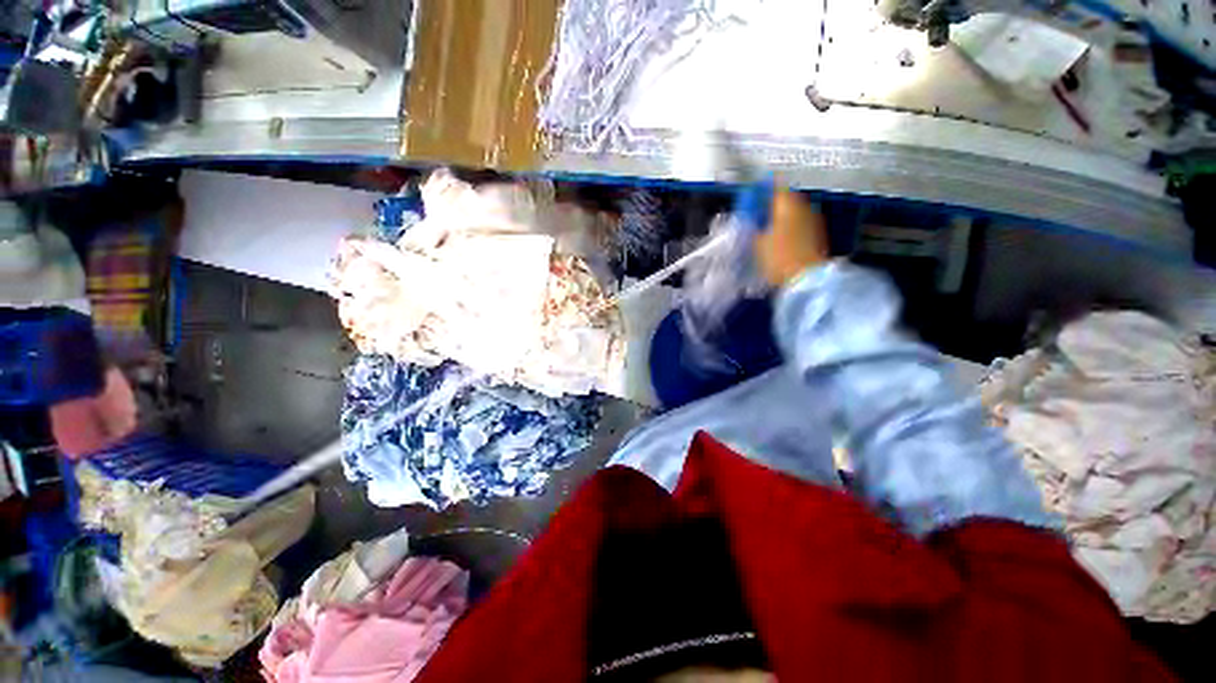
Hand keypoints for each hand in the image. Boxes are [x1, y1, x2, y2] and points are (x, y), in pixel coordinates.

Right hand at [754, 188, 829, 285]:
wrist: (808, 278)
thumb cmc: (779, 257)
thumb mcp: (758, 243)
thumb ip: (754, 227)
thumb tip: (753, 219)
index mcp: (788, 204)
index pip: (776, 187)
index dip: (764, 188)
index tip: (755, 192)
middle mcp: (804, 206)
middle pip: (788, 199)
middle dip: (774, 204)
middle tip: (760, 212)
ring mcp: (815, 220)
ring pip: (796, 212)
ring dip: (784, 216)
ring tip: (769, 226)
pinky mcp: (819, 235)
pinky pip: (802, 224)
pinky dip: (792, 227)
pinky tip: (782, 238)